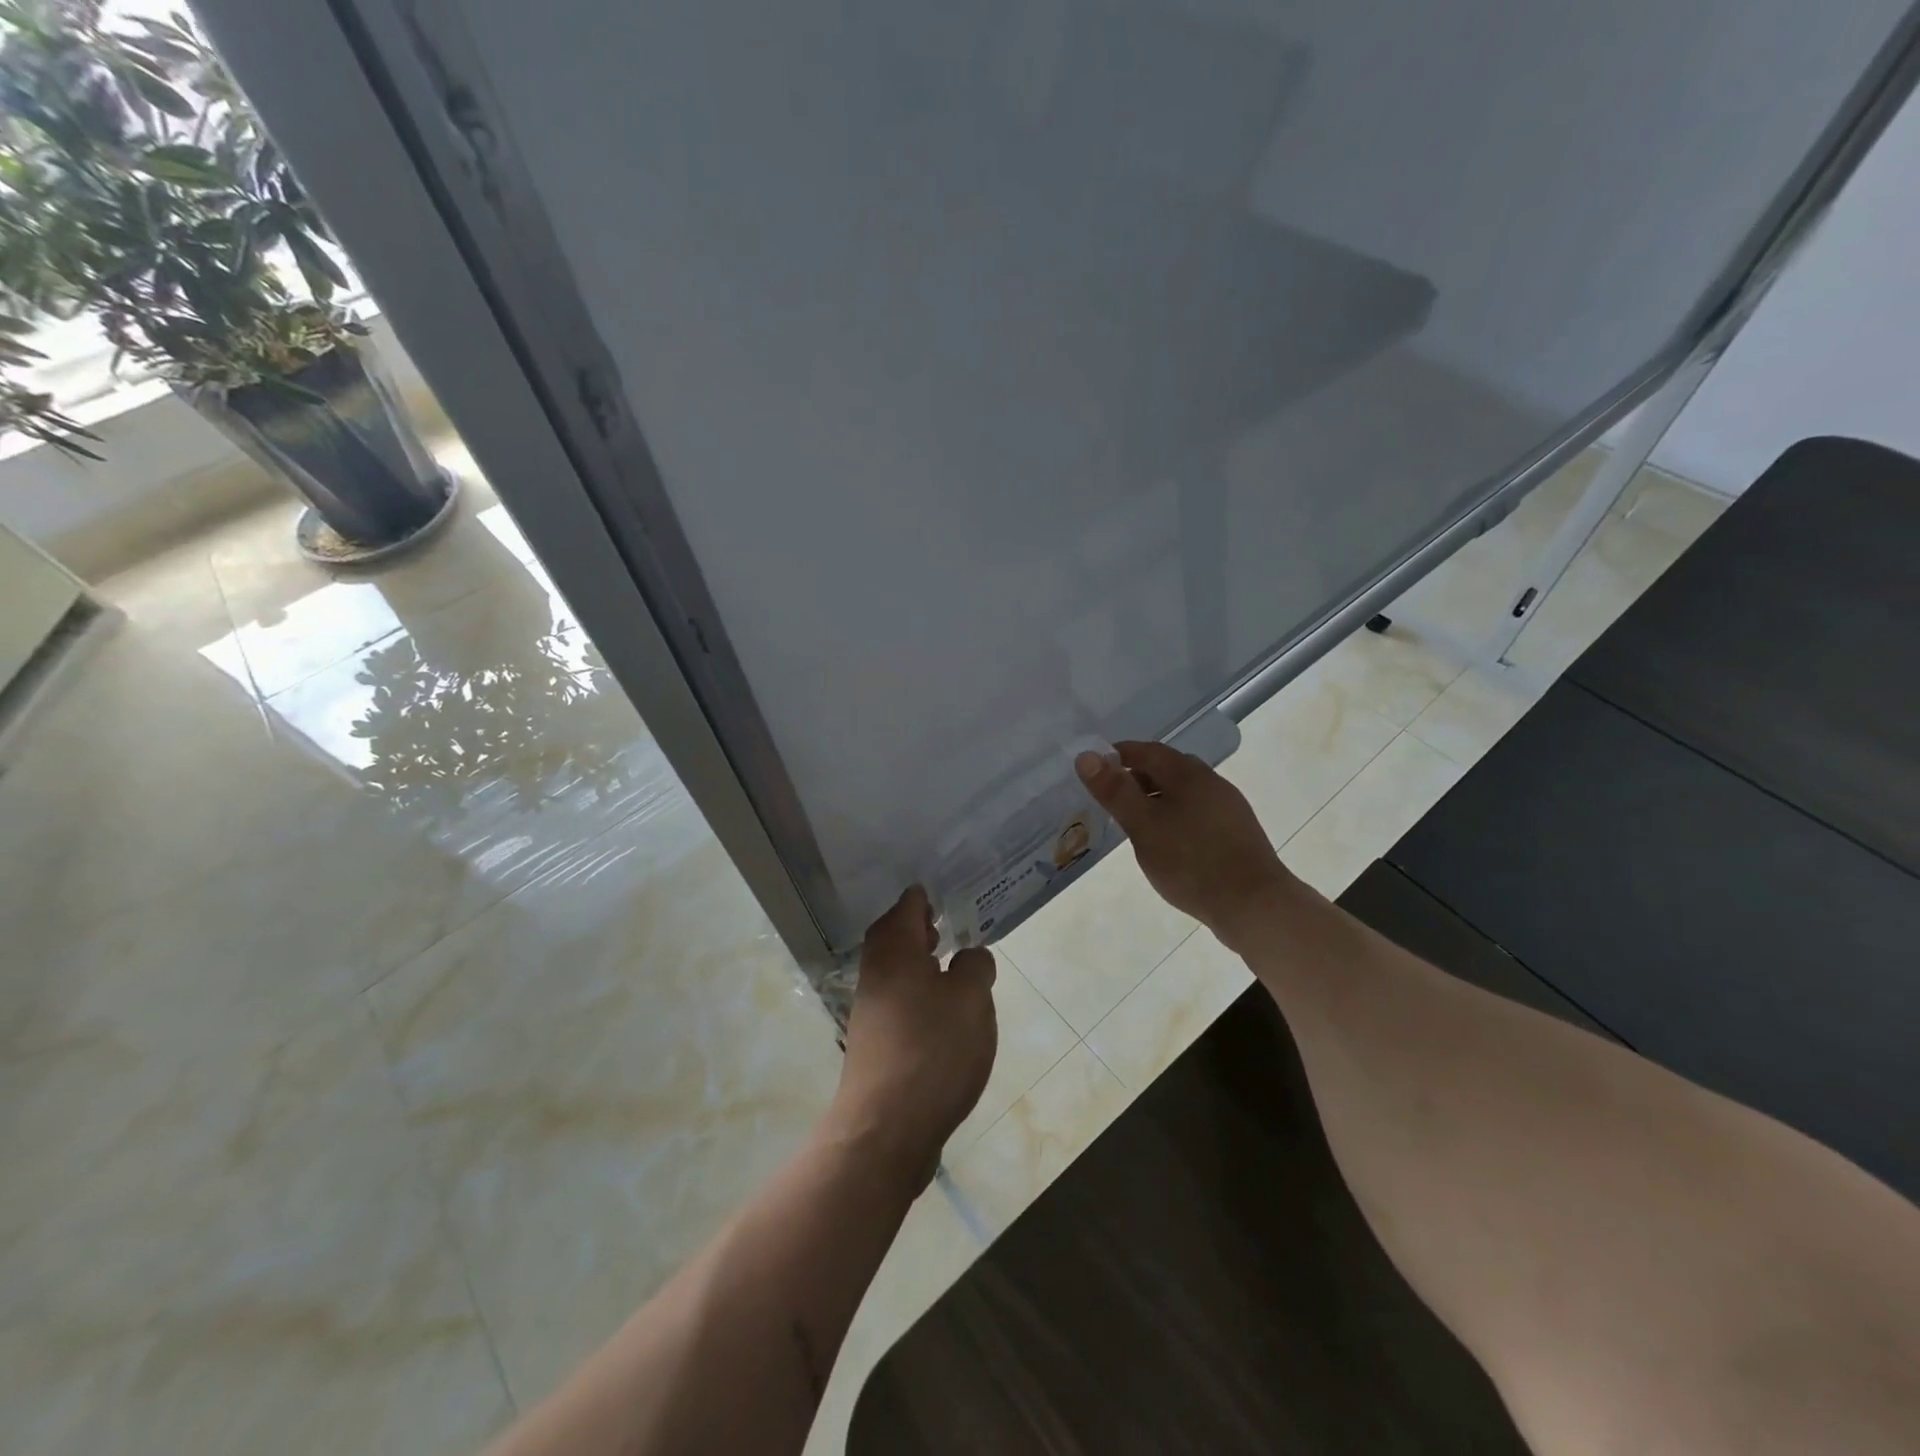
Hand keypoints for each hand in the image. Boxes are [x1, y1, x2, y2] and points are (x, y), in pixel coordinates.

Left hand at [830, 887, 996, 1195]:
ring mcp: (871, 1009)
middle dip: (920, 927)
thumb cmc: (932, 1050)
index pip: (908, 905)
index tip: (951, 890)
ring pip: (896, 970)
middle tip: (949, 924)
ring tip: (952, 966)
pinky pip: (899, 1000)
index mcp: (895, 949)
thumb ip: (974, 966)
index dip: (928, 895)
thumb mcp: (970, 999)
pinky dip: (919, 993)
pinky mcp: (876, 1043)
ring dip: (920, 962)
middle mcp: (876, 972)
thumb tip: (969, 956)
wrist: (886, 1128)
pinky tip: (943, 1013)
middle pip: (895, 936)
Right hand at [1076, 741, 1300, 946]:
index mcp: (1189, 774)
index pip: (1148, 750)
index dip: (1120, 754)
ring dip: (1158, 798)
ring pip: (1185, 792)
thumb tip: (1086, 756)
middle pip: (1169, 769)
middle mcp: (1212, 782)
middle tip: (1112, 796)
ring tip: (1135, 822)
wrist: (1254, 905)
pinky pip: (1198, 813)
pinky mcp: (1237, 833)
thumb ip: (1115, 791)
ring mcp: (1229, 808)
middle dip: (1138, 776)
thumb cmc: (1191, 862)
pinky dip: (1175, 816)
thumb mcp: (1143, 826)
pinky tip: (1168, 842)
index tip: (1096, 767)